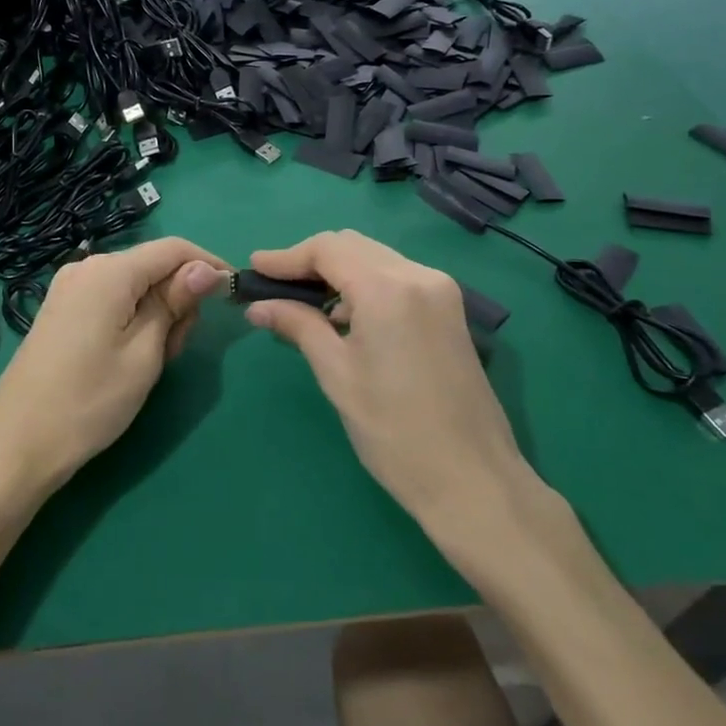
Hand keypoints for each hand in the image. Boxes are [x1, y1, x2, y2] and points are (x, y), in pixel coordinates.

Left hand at [0, 237, 223, 497]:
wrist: (19, 443)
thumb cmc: (91, 400)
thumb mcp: (145, 353)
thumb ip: (175, 303)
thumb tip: (206, 268)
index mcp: (109, 271)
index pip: (173, 248)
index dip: (208, 265)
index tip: (232, 296)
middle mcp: (86, 268)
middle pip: (152, 267)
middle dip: (177, 299)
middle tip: (175, 351)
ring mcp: (68, 289)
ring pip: (133, 287)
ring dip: (155, 315)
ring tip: (150, 364)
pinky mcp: (60, 310)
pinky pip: (111, 300)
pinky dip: (131, 320)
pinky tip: (127, 357)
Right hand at [244, 231, 556, 556]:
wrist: (472, 479)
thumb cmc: (393, 430)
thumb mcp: (336, 374)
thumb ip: (298, 326)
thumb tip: (258, 306)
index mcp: (388, 288)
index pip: (327, 249)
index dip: (286, 256)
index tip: (254, 269)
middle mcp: (419, 275)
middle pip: (353, 246)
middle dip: (310, 261)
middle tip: (274, 286)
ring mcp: (440, 291)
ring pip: (375, 259)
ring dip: (337, 273)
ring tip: (303, 305)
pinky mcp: (450, 311)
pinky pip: (396, 278)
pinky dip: (364, 286)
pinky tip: (343, 317)